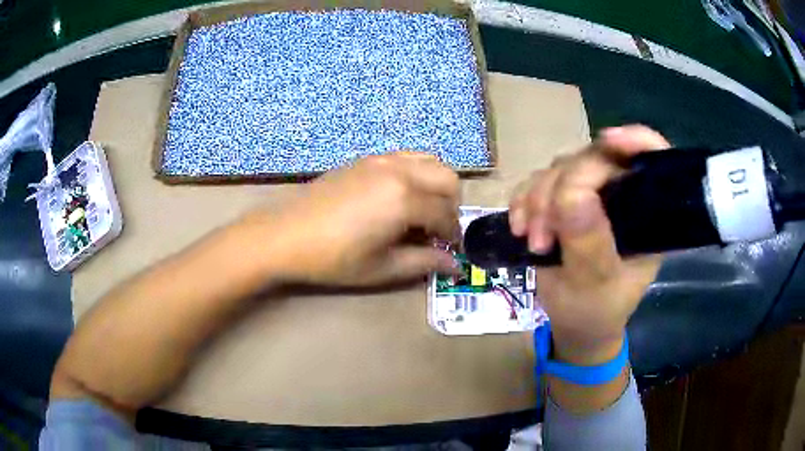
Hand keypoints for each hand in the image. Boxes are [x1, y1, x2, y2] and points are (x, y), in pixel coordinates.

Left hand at [246, 153, 460, 286]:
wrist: (286, 235)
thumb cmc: (334, 258)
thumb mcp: (382, 268)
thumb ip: (425, 263)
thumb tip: (456, 266)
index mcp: (405, 199)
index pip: (446, 214)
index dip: (453, 235)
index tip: (450, 251)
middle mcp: (399, 171)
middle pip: (448, 179)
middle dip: (452, 205)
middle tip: (438, 230)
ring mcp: (381, 160)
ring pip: (430, 161)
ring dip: (437, 185)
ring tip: (423, 211)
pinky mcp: (366, 159)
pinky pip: (406, 158)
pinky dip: (417, 173)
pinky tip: (400, 197)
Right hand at [509, 125, 669, 363]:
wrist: (574, 324)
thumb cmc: (596, 310)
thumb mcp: (596, 285)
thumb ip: (589, 243)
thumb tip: (572, 195)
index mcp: (646, 214)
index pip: (651, 159)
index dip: (636, 140)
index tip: (608, 140)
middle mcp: (620, 195)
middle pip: (593, 159)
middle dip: (561, 190)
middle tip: (542, 235)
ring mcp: (589, 195)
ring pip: (560, 168)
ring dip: (538, 200)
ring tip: (533, 240)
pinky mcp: (562, 200)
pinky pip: (537, 182)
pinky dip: (523, 200)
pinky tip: (519, 227)